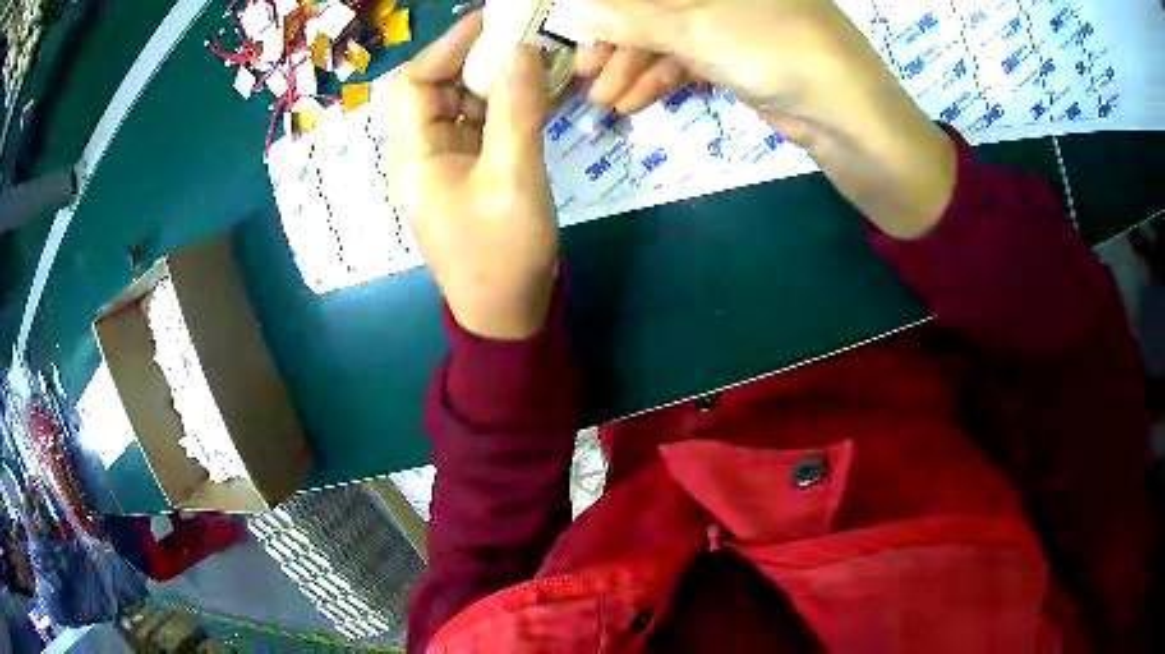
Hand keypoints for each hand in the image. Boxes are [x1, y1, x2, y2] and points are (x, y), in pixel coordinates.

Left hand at [385, 14, 557, 339]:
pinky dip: (506, 106)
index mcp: (413, 158)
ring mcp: (444, 164)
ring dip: (495, 81)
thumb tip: (521, 51)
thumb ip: (516, 110)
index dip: (446, 48)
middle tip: (522, 40)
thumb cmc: (502, 253)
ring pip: (461, 105)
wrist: (507, 314)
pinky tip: (538, 93)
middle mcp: (420, 155)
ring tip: (538, 61)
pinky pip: (481, 126)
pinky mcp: (467, 173)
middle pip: (435, 89)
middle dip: (475, 60)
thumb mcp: (514, 178)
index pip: (413, 84)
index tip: (492, 22)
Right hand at [577, 0, 956, 237]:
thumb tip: (573, 9)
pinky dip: (665, 81)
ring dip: (635, 69)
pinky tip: (635, 103)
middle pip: (658, 10)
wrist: (856, 124)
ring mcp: (740, 27)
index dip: (610, 9)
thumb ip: (634, 18)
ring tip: (604, 102)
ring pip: (672, 39)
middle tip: (583, 77)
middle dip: (618, 43)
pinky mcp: (748, 62)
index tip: (574, 33)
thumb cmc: (781, 56)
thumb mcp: (699, 30)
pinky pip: (694, 63)